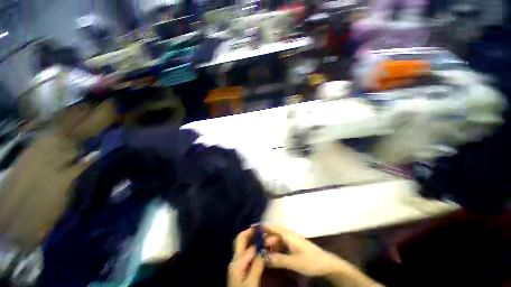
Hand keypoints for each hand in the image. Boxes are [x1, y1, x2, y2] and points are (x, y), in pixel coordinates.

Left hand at [228, 228, 264, 286]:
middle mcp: (235, 259)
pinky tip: (259, 247)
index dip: (263, 241)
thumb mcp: (252, 283)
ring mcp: (236, 263)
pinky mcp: (239, 267)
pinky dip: (252, 246)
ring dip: (252, 237)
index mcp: (237, 263)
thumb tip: (264, 249)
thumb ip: (257, 265)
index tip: (274, 237)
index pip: (251, 247)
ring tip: (263, 235)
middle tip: (263, 229)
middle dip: (251, 232)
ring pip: (242, 244)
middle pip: (241, 239)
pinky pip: (245, 251)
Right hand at [262, 225, 345, 276]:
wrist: (326, 263)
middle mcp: (288, 235)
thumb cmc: (310, 260)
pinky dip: (275, 248)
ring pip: (277, 239)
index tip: (251, 227)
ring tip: (262, 251)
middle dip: (264, 238)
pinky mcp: (294, 245)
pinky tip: (273, 255)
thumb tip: (263, 257)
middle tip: (254, 245)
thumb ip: (278, 259)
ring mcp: (291, 240)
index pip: (272, 227)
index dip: (262, 226)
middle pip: (273, 233)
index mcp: (288, 235)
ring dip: (269, 244)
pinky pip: (281, 244)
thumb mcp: (294, 262)